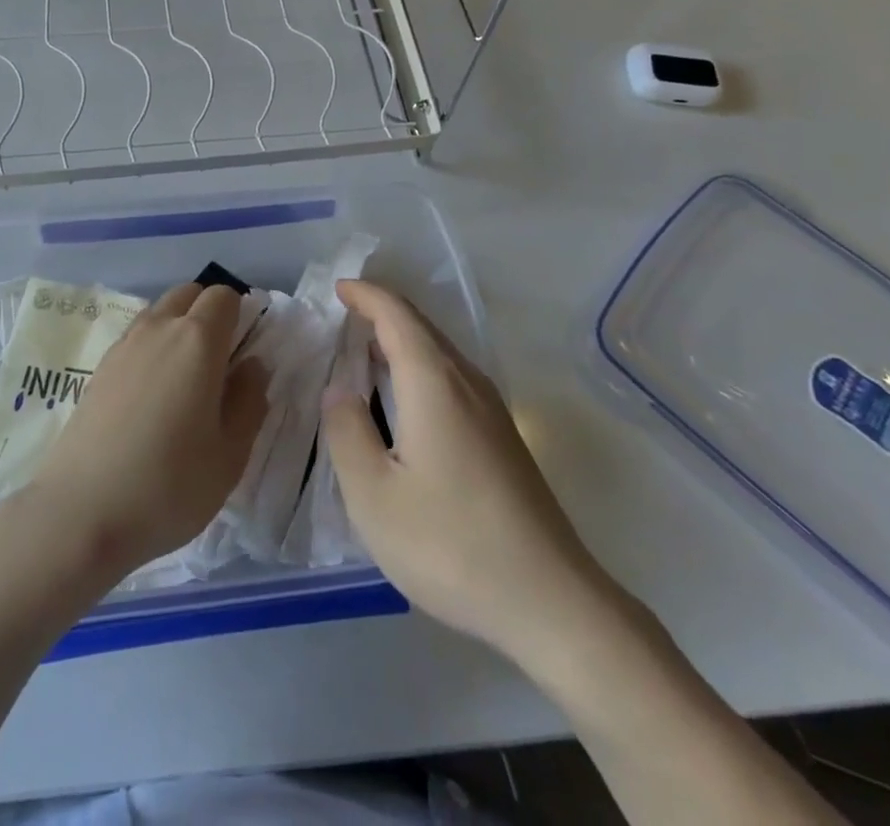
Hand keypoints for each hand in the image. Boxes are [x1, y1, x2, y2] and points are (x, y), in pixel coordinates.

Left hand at [25, 283, 266, 584]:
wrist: (80, 514)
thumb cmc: (169, 485)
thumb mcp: (230, 454)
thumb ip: (249, 400)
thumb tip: (253, 365)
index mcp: (197, 340)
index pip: (224, 296)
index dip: (240, 315)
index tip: (245, 352)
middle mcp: (158, 328)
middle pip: (189, 294)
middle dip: (208, 313)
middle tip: (219, 363)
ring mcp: (123, 346)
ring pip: (159, 313)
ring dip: (178, 328)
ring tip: (185, 382)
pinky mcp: (99, 368)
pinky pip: (136, 338)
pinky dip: (152, 349)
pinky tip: (152, 398)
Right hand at [322, 280, 608, 664]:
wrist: (551, 602)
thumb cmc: (451, 545)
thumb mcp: (374, 496)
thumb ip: (347, 433)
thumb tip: (340, 391)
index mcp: (434, 382)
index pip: (396, 315)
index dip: (366, 295)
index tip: (338, 288)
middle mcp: (467, 382)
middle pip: (422, 327)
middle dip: (382, 311)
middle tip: (344, 312)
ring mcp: (492, 410)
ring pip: (441, 352)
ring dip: (402, 339)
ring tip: (365, 350)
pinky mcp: (503, 437)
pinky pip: (453, 377)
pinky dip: (420, 366)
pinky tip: (405, 399)